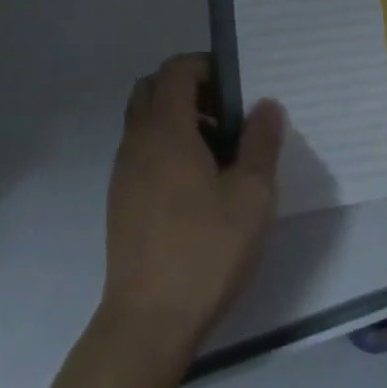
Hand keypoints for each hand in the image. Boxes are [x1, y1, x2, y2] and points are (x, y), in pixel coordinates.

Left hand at [101, 54, 283, 357]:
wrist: (149, 321)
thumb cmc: (206, 249)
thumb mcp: (252, 194)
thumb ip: (261, 142)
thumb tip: (266, 106)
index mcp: (165, 129)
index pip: (176, 69)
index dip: (208, 66)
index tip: (238, 89)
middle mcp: (137, 141)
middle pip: (154, 88)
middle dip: (191, 88)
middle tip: (228, 115)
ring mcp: (123, 171)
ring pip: (145, 120)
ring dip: (179, 119)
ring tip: (220, 153)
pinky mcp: (121, 199)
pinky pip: (142, 150)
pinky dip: (167, 147)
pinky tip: (199, 185)